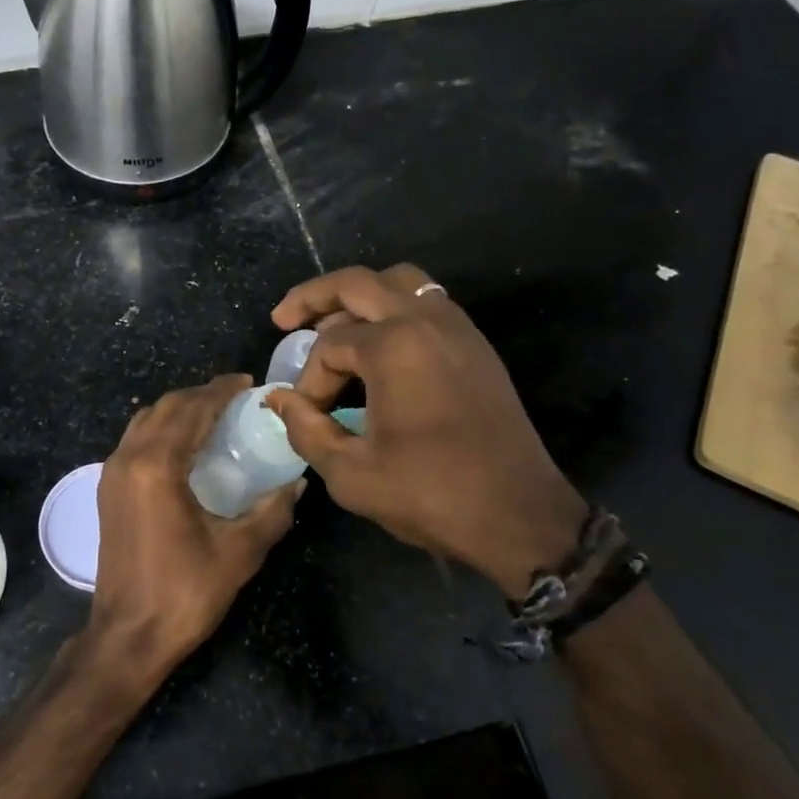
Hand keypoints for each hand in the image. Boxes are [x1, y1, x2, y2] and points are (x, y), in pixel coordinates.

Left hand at [85, 375, 301, 687]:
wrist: (127, 636)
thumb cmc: (184, 593)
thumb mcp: (239, 552)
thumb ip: (272, 511)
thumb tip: (298, 483)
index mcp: (156, 465)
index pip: (192, 409)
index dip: (220, 391)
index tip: (247, 383)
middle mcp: (128, 458)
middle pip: (166, 407)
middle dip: (201, 396)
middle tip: (236, 398)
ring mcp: (112, 473)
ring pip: (145, 420)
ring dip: (178, 410)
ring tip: (213, 416)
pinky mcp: (107, 490)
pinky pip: (135, 440)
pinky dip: (161, 429)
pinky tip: (185, 447)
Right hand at [266, 265, 586, 597]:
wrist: (520, 516)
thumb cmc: (432, 494)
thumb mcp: (351, 473)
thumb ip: (305, 429)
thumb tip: (277, 399)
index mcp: (395, 346)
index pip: (329, 346)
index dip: (309, 381)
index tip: (310, 417)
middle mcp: (427, 321)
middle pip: (359, 283)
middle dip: (314, 297)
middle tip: (284, 319)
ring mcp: (458, 329)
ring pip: (400, 282)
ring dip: (361, 296)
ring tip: (334, 325)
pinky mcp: (476, 346)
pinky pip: (428, 304)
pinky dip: (394, 310)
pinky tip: (379, 345)